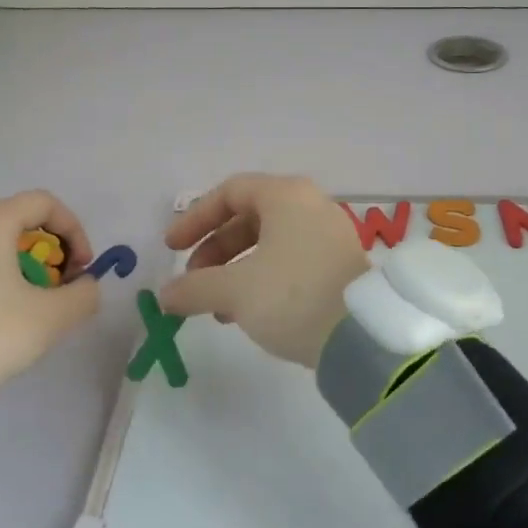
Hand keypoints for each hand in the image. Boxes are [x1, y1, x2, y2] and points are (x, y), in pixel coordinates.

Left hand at [0, 191, 99, 386]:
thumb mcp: (51, 318)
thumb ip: (83, 294)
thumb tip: (85, 286)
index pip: (44, 203)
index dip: (74, 230)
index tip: (82, 268)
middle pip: (17, 223)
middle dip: (49, 253)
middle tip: (59, 290)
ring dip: (21, 268)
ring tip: (28, 308)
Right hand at [159, 174, 368, 366]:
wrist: (362, 336)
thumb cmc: (293, 296)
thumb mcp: (235, 291)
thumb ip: (193, 288)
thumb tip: (165, 296)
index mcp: (286, 196)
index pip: (230, 192)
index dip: (195, 218)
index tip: (171, 248)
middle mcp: (310, 206)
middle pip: (248, 218)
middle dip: (214, 250)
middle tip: (192, 282)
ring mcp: (328, 235)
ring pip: (268, 243)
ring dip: (234, 271)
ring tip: (215, 307)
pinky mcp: (337, 265)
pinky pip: (289, 261)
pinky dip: (261, 279)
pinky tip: (245, 314)